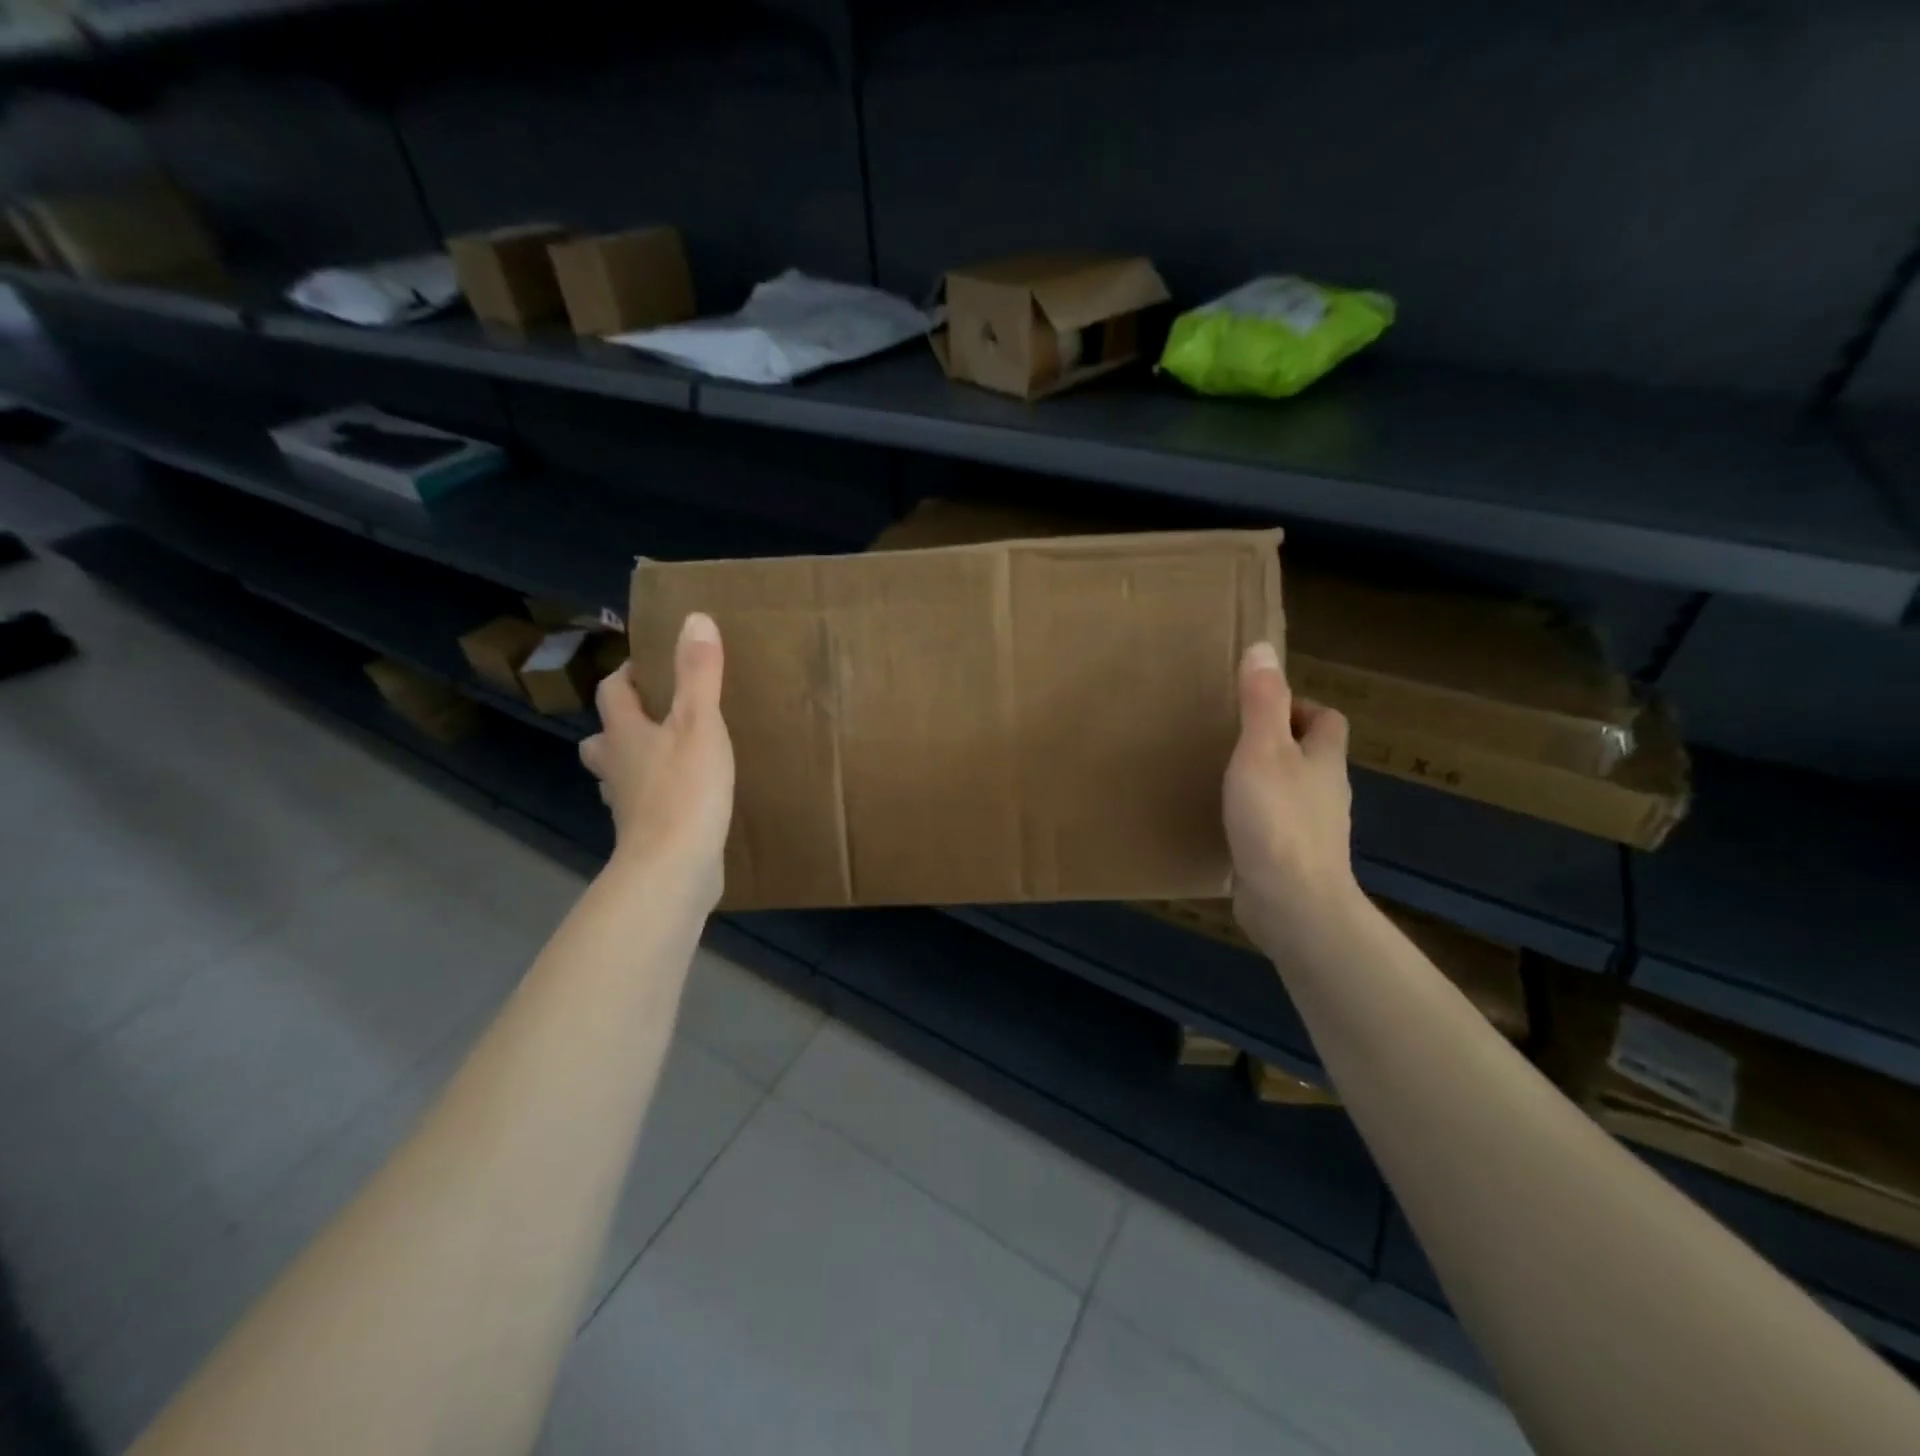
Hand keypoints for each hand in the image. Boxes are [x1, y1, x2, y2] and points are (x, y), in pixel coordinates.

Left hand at [580, 613, 733, 903]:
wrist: (673, 868)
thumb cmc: (685, 790)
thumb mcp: (700, 723)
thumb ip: (699, 673)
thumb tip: (694, 618)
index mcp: (624, 734)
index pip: (612, 692)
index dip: (627, 675)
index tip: (653, 666)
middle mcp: (616, 767)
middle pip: (602, 738)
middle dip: (622, 723)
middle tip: (659, 715)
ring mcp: (626, 805)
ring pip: (618, 774)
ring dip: (635, 761)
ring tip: (670, 754)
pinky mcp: (644, 834)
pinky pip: (643, 805)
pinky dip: (655, 795)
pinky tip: (684, 798)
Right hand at [1224, 641, 1360, 958]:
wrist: (1292, 903)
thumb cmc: (1277, 819)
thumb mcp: (1262, 750)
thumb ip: (1261, 702)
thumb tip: (1263, 649)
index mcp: (1324, 760)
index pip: (1326, 720)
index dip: (1299, 707)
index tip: (1258, 707)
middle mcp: (1325, 792)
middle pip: (1309, 756)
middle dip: (1277, 743)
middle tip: (1231, 738)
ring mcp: (1311, 830)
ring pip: (1291, 792)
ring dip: (1265, 781)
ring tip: (1223, 777)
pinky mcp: (1291, 860)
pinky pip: (1274, 826)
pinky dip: (1255, 818)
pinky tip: (1226, 823)